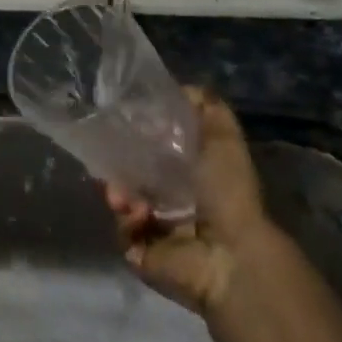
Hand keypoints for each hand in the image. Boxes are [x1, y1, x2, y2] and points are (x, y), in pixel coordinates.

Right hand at [106, 88, 274, 316]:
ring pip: (122, 200)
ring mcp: (155, 228)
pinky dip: (126, 219)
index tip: (123, 124)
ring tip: (123, 195)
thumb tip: (183, 87)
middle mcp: (173, 200)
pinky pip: (122, 229)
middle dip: (120, 165)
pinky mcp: (141, 253)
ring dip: (119, 192)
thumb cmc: (228, 192)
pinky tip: (137, 214)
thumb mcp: (223, 138)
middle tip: (112, 159)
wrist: (230, 253)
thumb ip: (207, 108)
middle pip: (132, 173)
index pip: (155, 150)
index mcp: (192, 175)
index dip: (138, 136)